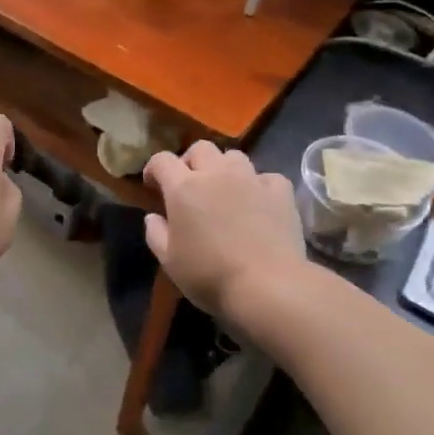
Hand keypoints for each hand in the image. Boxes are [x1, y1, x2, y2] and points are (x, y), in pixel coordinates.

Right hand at [144, 142, 305, 324]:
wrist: (268, 286)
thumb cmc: (210, 275)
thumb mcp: (169, 261)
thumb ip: (156, 233)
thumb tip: (153, 216)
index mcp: (183, 188)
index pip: (162, 160)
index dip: (154, 169)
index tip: (153, 185)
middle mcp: (216, 173)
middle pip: (200, 148)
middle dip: (191, 161)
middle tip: (190, 185)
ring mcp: (251, 179)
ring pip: (234, 156)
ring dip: (224, 168)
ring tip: (225, 190)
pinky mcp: (280, 192)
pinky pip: (266, 177)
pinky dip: (259, 185)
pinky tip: (258, 202)